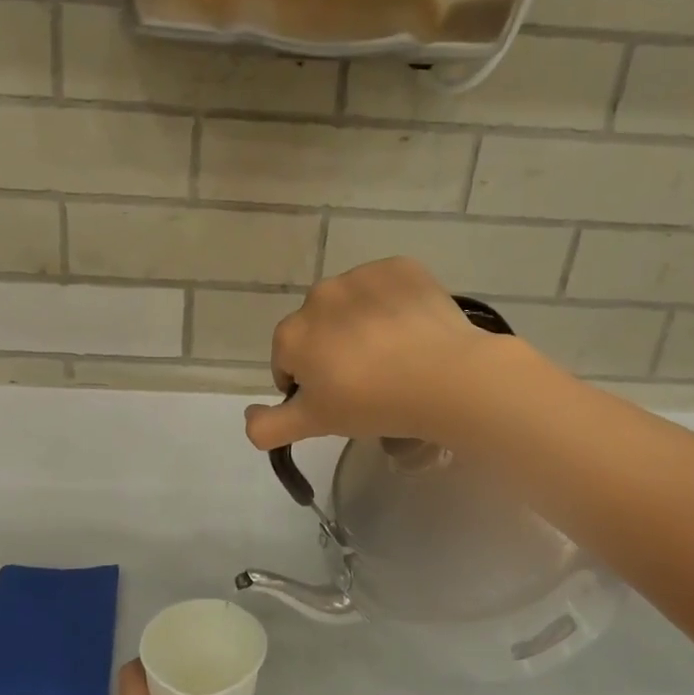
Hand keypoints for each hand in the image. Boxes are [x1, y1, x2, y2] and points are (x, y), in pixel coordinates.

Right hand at [243, 257, 525, 451]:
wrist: (445, 377)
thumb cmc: (372, 404)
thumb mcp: (314, 424)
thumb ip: (269, 426)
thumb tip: (248, 419)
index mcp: (291, 334)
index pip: (286, 362)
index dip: (306, 385)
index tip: (335, 401)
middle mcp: (318, 296)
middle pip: (317, 329)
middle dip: (331, 350)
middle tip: (366, 381)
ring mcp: (360, 276)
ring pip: (351, 305)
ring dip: (360, 325)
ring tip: (393, 356)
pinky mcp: (400, 267)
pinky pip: (386, 287)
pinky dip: (392, 304)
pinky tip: (412, 331)